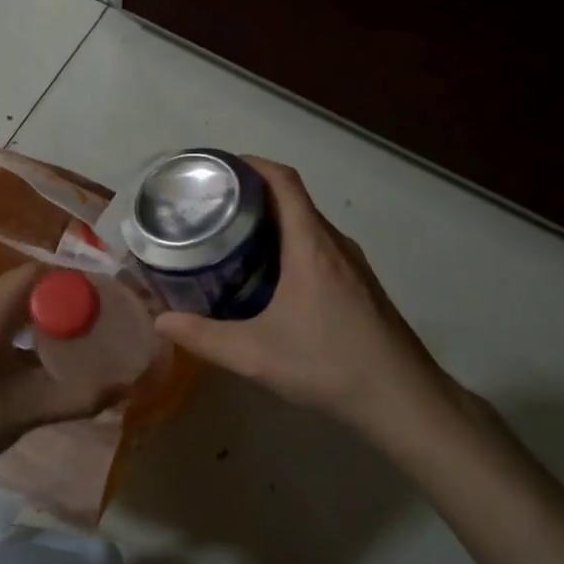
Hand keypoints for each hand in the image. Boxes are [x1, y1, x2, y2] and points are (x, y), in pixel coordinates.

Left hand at [0, 263, 124, 476]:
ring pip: (1, 296)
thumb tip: (124, 388)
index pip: (34, 274)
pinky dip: (11, 318)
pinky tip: (25, 348)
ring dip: (32, 306)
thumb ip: (77, 397)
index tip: (95, 298)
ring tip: (61, 331)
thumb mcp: (27, 411)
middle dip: (54, 293)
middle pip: (18, 281)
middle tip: (85, 315)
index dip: (68, 280)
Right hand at [152, 159, 470, 447]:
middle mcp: (334, 244)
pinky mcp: (360, 284)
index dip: (251, 164)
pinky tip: (268, 277)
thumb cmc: (328, 365)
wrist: (403, 399)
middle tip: (210, 207)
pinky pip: (318, 247)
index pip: (283, 181)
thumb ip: (204, 337)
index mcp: (311, 246)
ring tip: (231, 238)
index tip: (218, 167)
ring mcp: (352, 264)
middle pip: (293, 199)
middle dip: (251, 194)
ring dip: (271, 222)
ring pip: (307, 225)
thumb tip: (160, 321)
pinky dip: (289, 245)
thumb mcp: (255, 355)